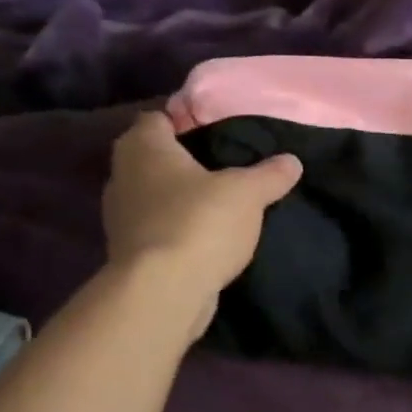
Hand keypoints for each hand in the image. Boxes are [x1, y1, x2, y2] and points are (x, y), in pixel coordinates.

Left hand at [102, 112, 302, 338]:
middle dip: (182, 162)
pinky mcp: (128, 253)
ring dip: (177, 199)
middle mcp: (122, 176)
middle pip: (152, 158)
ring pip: (152, 196)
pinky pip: (155, 229)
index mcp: (144, 147)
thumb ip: (270, 174)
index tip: (214, 132)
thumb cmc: (199, 223)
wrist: (163, 292)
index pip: (156, 119)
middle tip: (222, 168)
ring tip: (216, 205)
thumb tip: (292, 161)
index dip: (183, 121)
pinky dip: (175, 230)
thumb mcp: (247, 193)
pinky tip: (204, 238)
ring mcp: (120, 218)